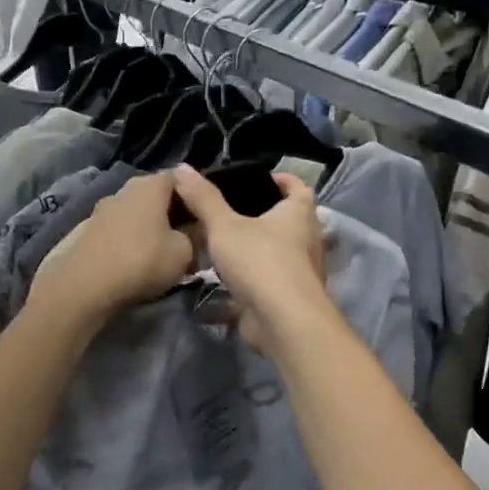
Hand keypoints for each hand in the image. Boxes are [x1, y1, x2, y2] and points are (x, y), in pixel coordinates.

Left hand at [29, 173, 194, 327]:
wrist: (84, 286)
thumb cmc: (142, 261)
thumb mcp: (184, 253)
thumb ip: (196, 236)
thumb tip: (196, 230)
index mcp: (150, 185)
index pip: (180, 178)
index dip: (194, 196)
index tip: (204, 218)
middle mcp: (124, 189)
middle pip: (155, 195)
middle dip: (171, 213)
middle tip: (186, 237)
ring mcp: (101, 209)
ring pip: (135, 213)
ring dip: (148, 227)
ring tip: (160, 252)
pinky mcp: (86, 230)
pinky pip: (118, 229)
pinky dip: (128, 239)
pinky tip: (133, 259)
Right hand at [170, 163, 329, 357]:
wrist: (283, 321)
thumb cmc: (260, 261)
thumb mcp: (224, 226)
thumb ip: (203, 198)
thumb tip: (182, 168)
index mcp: (299, 213)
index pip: (297, 187)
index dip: (280, 180)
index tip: (257, 179)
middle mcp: (307, 239)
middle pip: (288, 219)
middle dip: (263, 214)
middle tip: (229, 209)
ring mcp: (300, 270)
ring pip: (278, 250)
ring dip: (255, 246)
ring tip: (222, 240)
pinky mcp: (288, 296)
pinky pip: (268, 277)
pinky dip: (251, 274)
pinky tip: (225, 275)